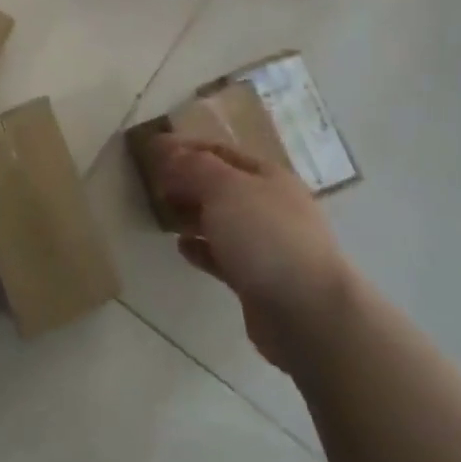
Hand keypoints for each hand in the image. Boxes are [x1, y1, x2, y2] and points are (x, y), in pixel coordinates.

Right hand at [149, 134, 347, 370]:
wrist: (309, 313)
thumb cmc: (266, 237)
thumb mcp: (225, 188)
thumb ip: (194, 167)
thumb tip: (169, 151)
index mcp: (267, 176)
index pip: (219, 151)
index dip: (186, 148)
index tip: (152, 150)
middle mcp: (269, 205)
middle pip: (220, 185)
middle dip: (187, 181)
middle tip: (152, 184)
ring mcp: (266, 244)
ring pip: (220, 220)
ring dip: (192, 214)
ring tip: (162, 213)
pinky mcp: (257, 280)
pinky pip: (222, 255)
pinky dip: (201, 248)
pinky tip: (181, 247)